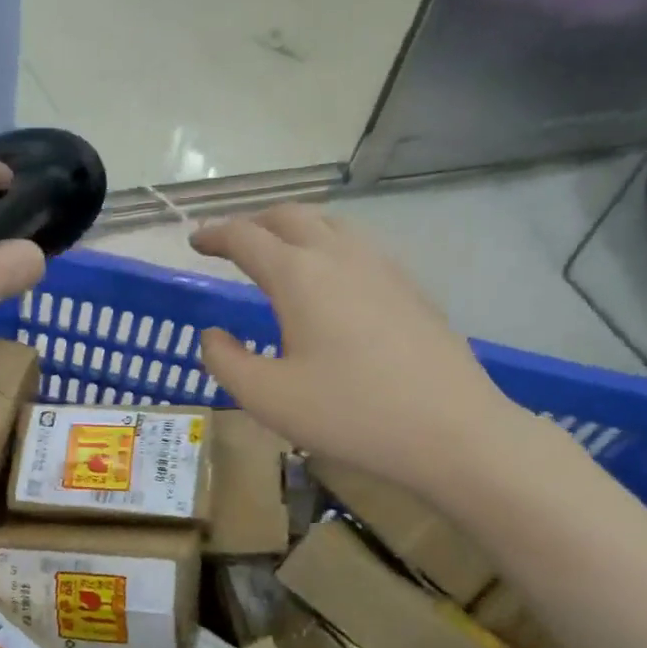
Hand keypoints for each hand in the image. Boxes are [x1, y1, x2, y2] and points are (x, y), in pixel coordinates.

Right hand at [191, 206, 524, 496]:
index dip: (215, 234)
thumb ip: (224, 360)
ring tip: (277, 254)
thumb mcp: (266, 397)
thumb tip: (213, 334)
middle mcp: (341, 256)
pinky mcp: (409, 288)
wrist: (452, 431)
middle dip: (253, 222)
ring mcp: (383, 268)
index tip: (194, 241)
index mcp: (300, 275)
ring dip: (293, 229)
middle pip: (290, 216)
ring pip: (330, 224)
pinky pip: (358, 247)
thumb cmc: (349, 414)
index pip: (246, 237)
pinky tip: (329, 282)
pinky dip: (327, 246)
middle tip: (230, 242)